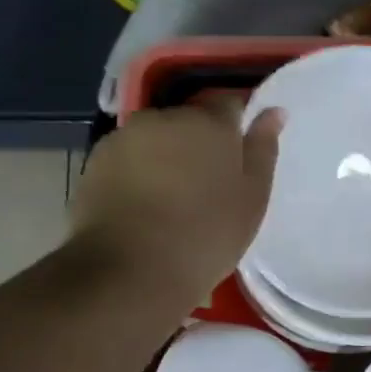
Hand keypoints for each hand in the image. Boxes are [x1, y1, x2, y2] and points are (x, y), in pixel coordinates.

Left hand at [68, 98, 281, 306]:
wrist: (133, 268)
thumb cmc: (208, 233)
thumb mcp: (253, 196)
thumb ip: (263, 149)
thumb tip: (274, 111)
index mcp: (209, 123)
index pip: (229, 103)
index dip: (238, 126)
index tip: (243, 155)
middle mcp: (164, 117)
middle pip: (190, 120)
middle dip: (202, 143)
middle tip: (213, 184)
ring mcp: (125, 137)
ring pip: (158, 139)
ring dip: (170, 157)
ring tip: (179, 199)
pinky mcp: (97, 161)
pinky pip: (132, 158)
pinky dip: (143, 173)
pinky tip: (150, 206)